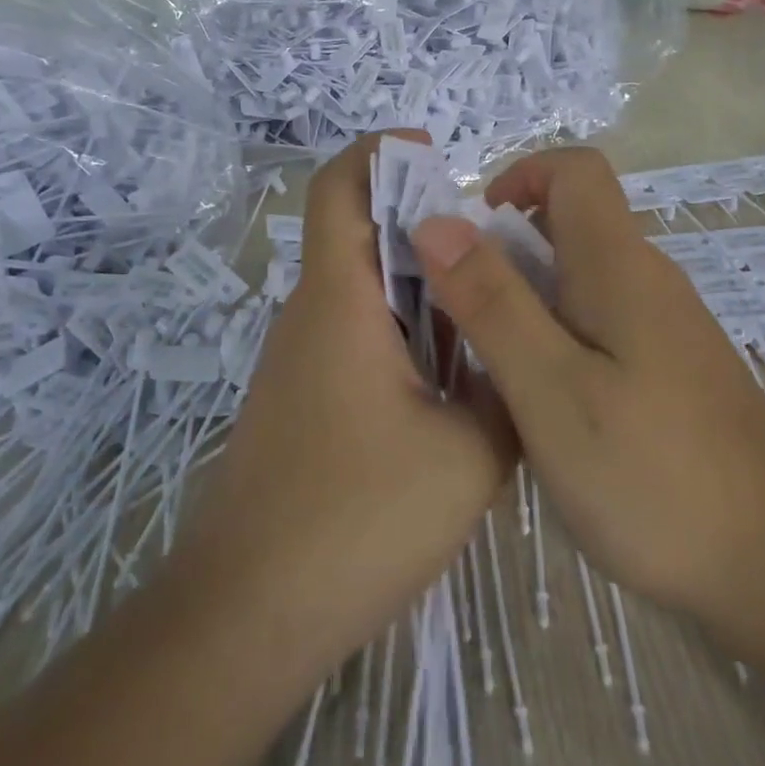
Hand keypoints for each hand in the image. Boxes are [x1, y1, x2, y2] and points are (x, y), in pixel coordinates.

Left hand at [173, 132, 515, 674]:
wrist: (251, 612)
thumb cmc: (358, 520)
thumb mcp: (469, 455)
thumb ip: (503, 390)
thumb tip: (513, 357)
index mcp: (339, 301)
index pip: (339, 188)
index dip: (382, 153)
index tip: (440, 159)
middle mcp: (311, 314)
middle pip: (359, 234)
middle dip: (426, 227)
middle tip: (497, 257)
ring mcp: (300, 358)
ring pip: (363, 289)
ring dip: (420, 288)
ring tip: (487, 317)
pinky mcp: (302, 397)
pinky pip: (356, 335)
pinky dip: (403, 332)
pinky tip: (451, 381)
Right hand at [410, 148, 764, 625]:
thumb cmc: (654, 473)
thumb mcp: (551, 387)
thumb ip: (492, 301)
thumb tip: (436, 221)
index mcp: (618, 264)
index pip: (575, 169)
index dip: (517, 177)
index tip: (468, 235)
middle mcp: (645, 279)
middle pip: (569, 222)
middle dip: (503, 247)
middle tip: (457, 312)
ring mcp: (663, 327)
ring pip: (579, 277)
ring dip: (523, 297)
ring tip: (486, 361)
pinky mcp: (669, 370)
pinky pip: (597, 322)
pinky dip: (554, 336)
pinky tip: (540, 401)